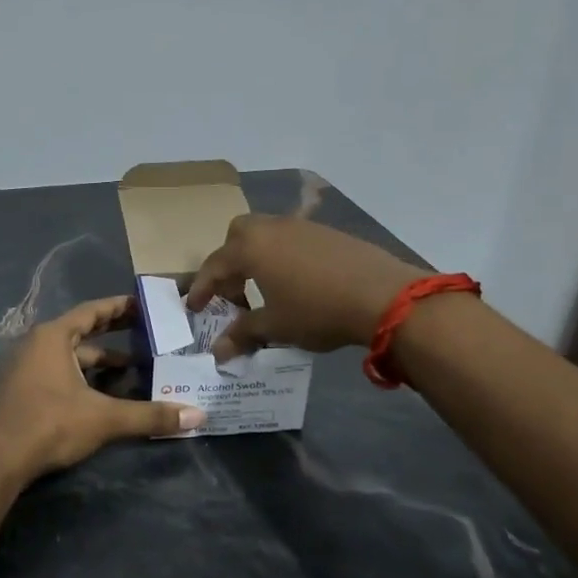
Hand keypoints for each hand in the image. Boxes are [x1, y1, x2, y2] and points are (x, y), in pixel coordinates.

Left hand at [0, 296, 205, 484]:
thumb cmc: (50, 424)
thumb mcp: (104, 418)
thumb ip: (150, 415)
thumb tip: (197, 415)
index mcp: (53, 336)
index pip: (92, 311)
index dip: (120, 307)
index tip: (144, 305)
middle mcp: (36, 344)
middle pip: (82, 332)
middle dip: (114, 335)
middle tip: (147, 335)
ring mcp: (24, 368)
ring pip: (70, 357)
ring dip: (99, 363)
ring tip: (134, 371)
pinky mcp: (20, 392)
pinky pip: (58, 374)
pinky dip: (82, 379)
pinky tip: (103, 395)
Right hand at [186, 215, 426, 363]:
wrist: (382, 296)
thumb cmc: (317, 310)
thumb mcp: (275, 327)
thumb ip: (243, 334)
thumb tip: (217, 352)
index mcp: (250, 248)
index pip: (214, 266)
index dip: (202, 289)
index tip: (194, 308)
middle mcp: (271, 228)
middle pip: (237, 236)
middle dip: (229, 262)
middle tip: (233, 293)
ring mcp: (301, 226)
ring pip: (266, 234)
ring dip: (257, 258)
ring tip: (265, 289)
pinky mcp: (327, 232)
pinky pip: (292, 239)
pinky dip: (283, 256)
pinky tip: (297, 282)